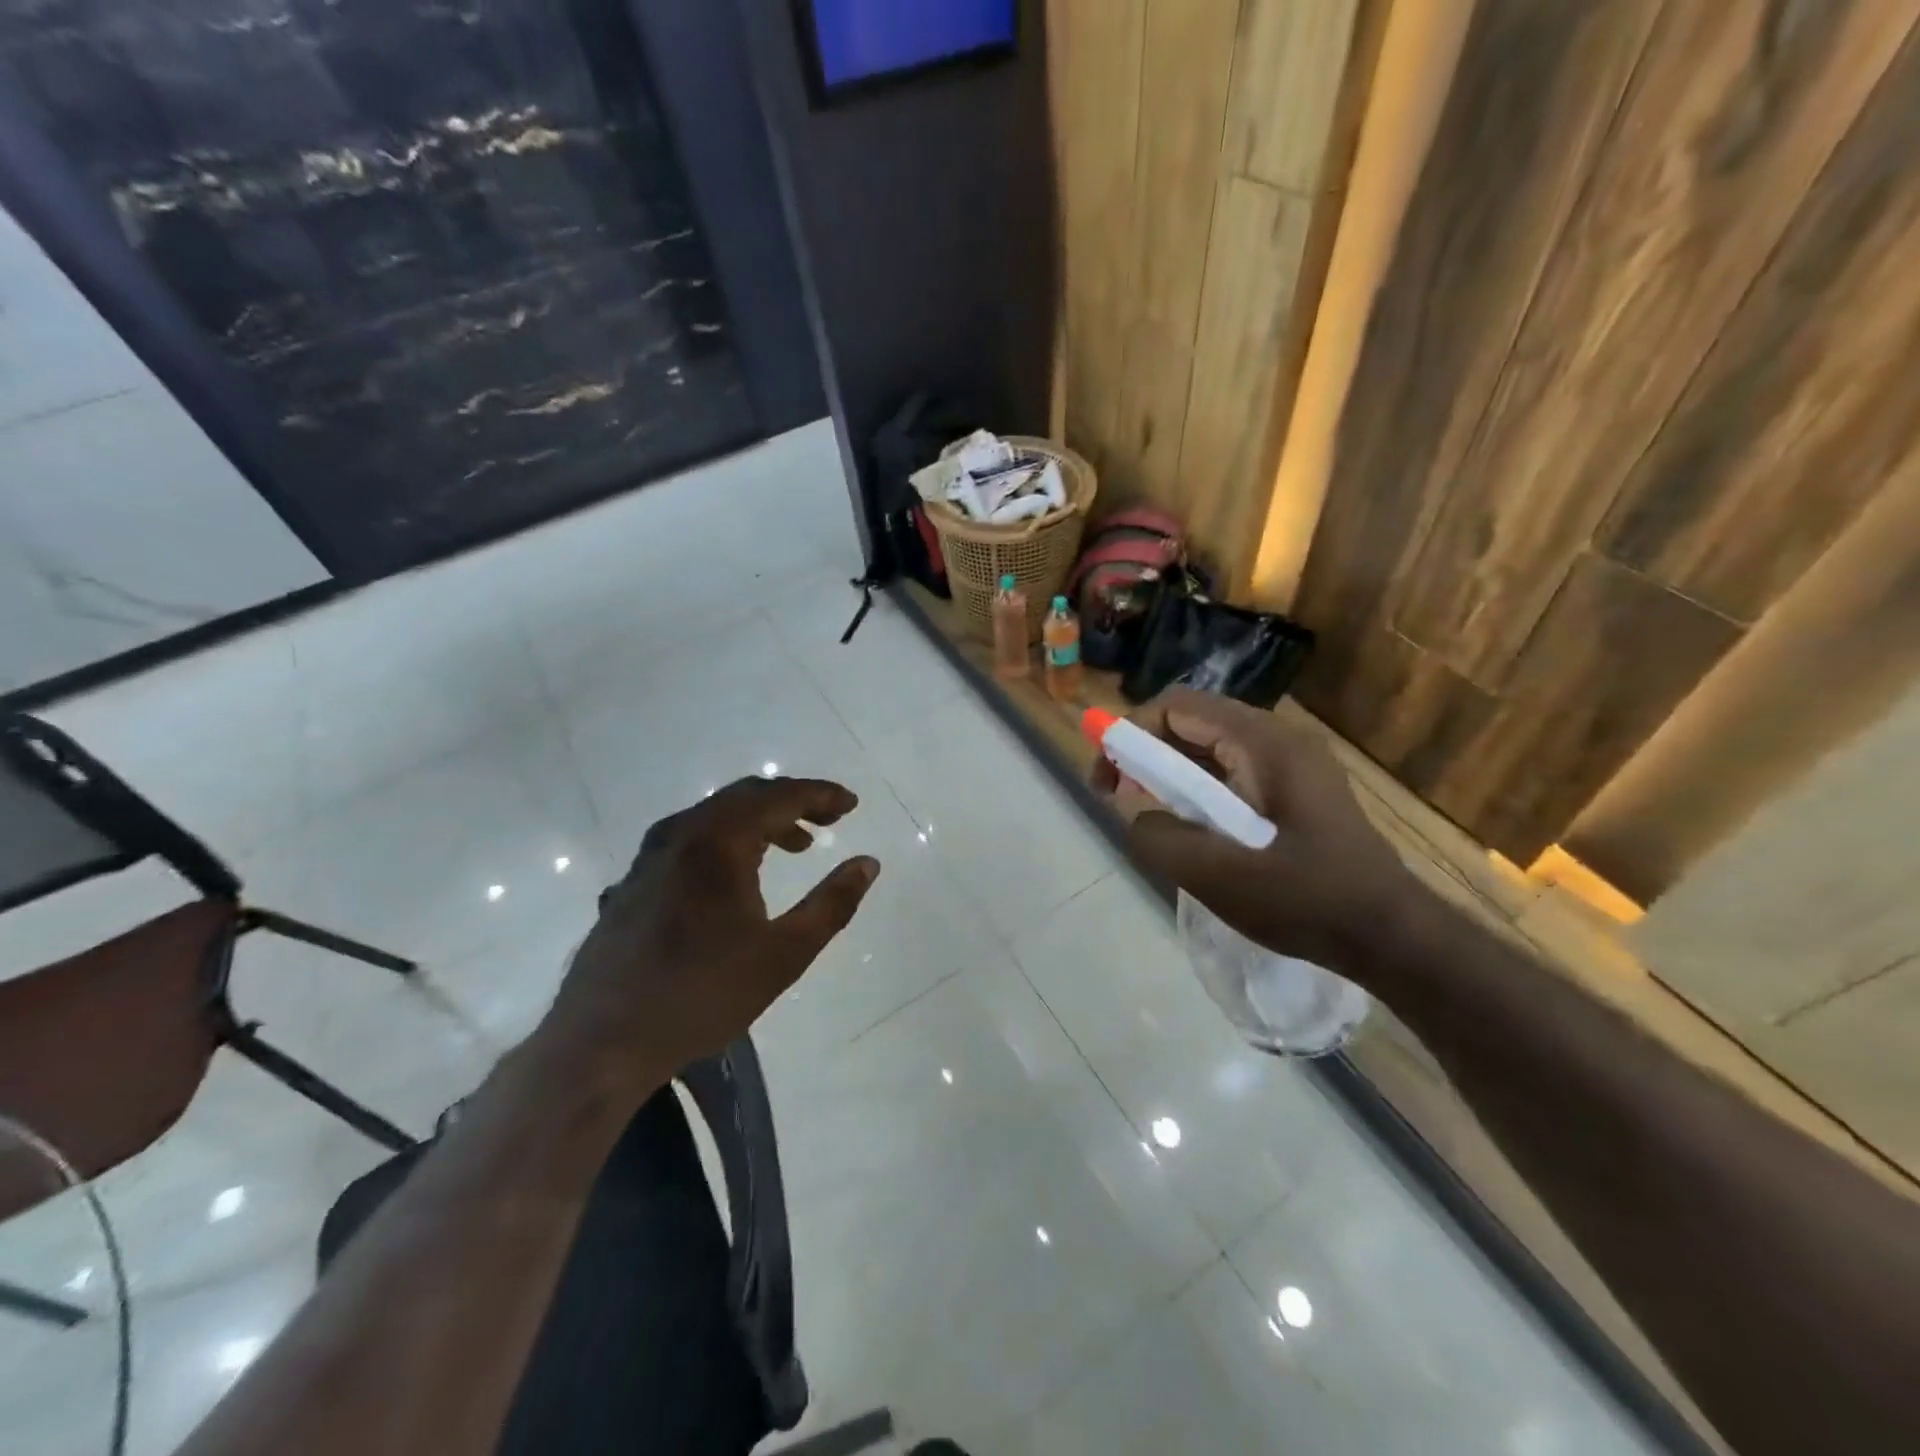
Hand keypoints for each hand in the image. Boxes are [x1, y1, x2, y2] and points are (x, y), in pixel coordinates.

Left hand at [540, 776, 879, 1085]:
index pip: (780, 796)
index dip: (820, 795)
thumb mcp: (785, 954)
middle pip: (746, 796)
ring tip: (796, 847)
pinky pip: (694, 837)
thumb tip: (868, 863)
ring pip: (717, 816)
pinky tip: (740, 873)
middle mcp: (682, 832)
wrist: (602, 1041)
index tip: (851, 804)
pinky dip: (730, 838)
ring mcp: (652, 854)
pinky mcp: (636, 878)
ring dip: (761, 821)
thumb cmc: (702, 994)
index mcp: (719, 840)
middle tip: (829, 820)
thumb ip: (832, 903)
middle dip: (793, 802)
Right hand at [1092, 688, 1428, 974]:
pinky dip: (1199, 790)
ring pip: (1211, 748)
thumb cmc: (1308, 902)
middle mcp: (1278, 739)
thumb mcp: (1218, 876)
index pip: (1178, 706)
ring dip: (1171, 774)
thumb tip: (1138, 815)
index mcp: (1264, 744)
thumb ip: (1160, 838)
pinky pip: (1232, 772)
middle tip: (1118, 797)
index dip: (1130, 732)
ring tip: (1150, 814)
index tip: (1106, 778)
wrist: (1392, 936)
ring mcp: (1291, 763)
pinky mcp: (1295, 789)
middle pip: (1193, 722)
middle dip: (1146, 753)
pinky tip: (1192, 829)